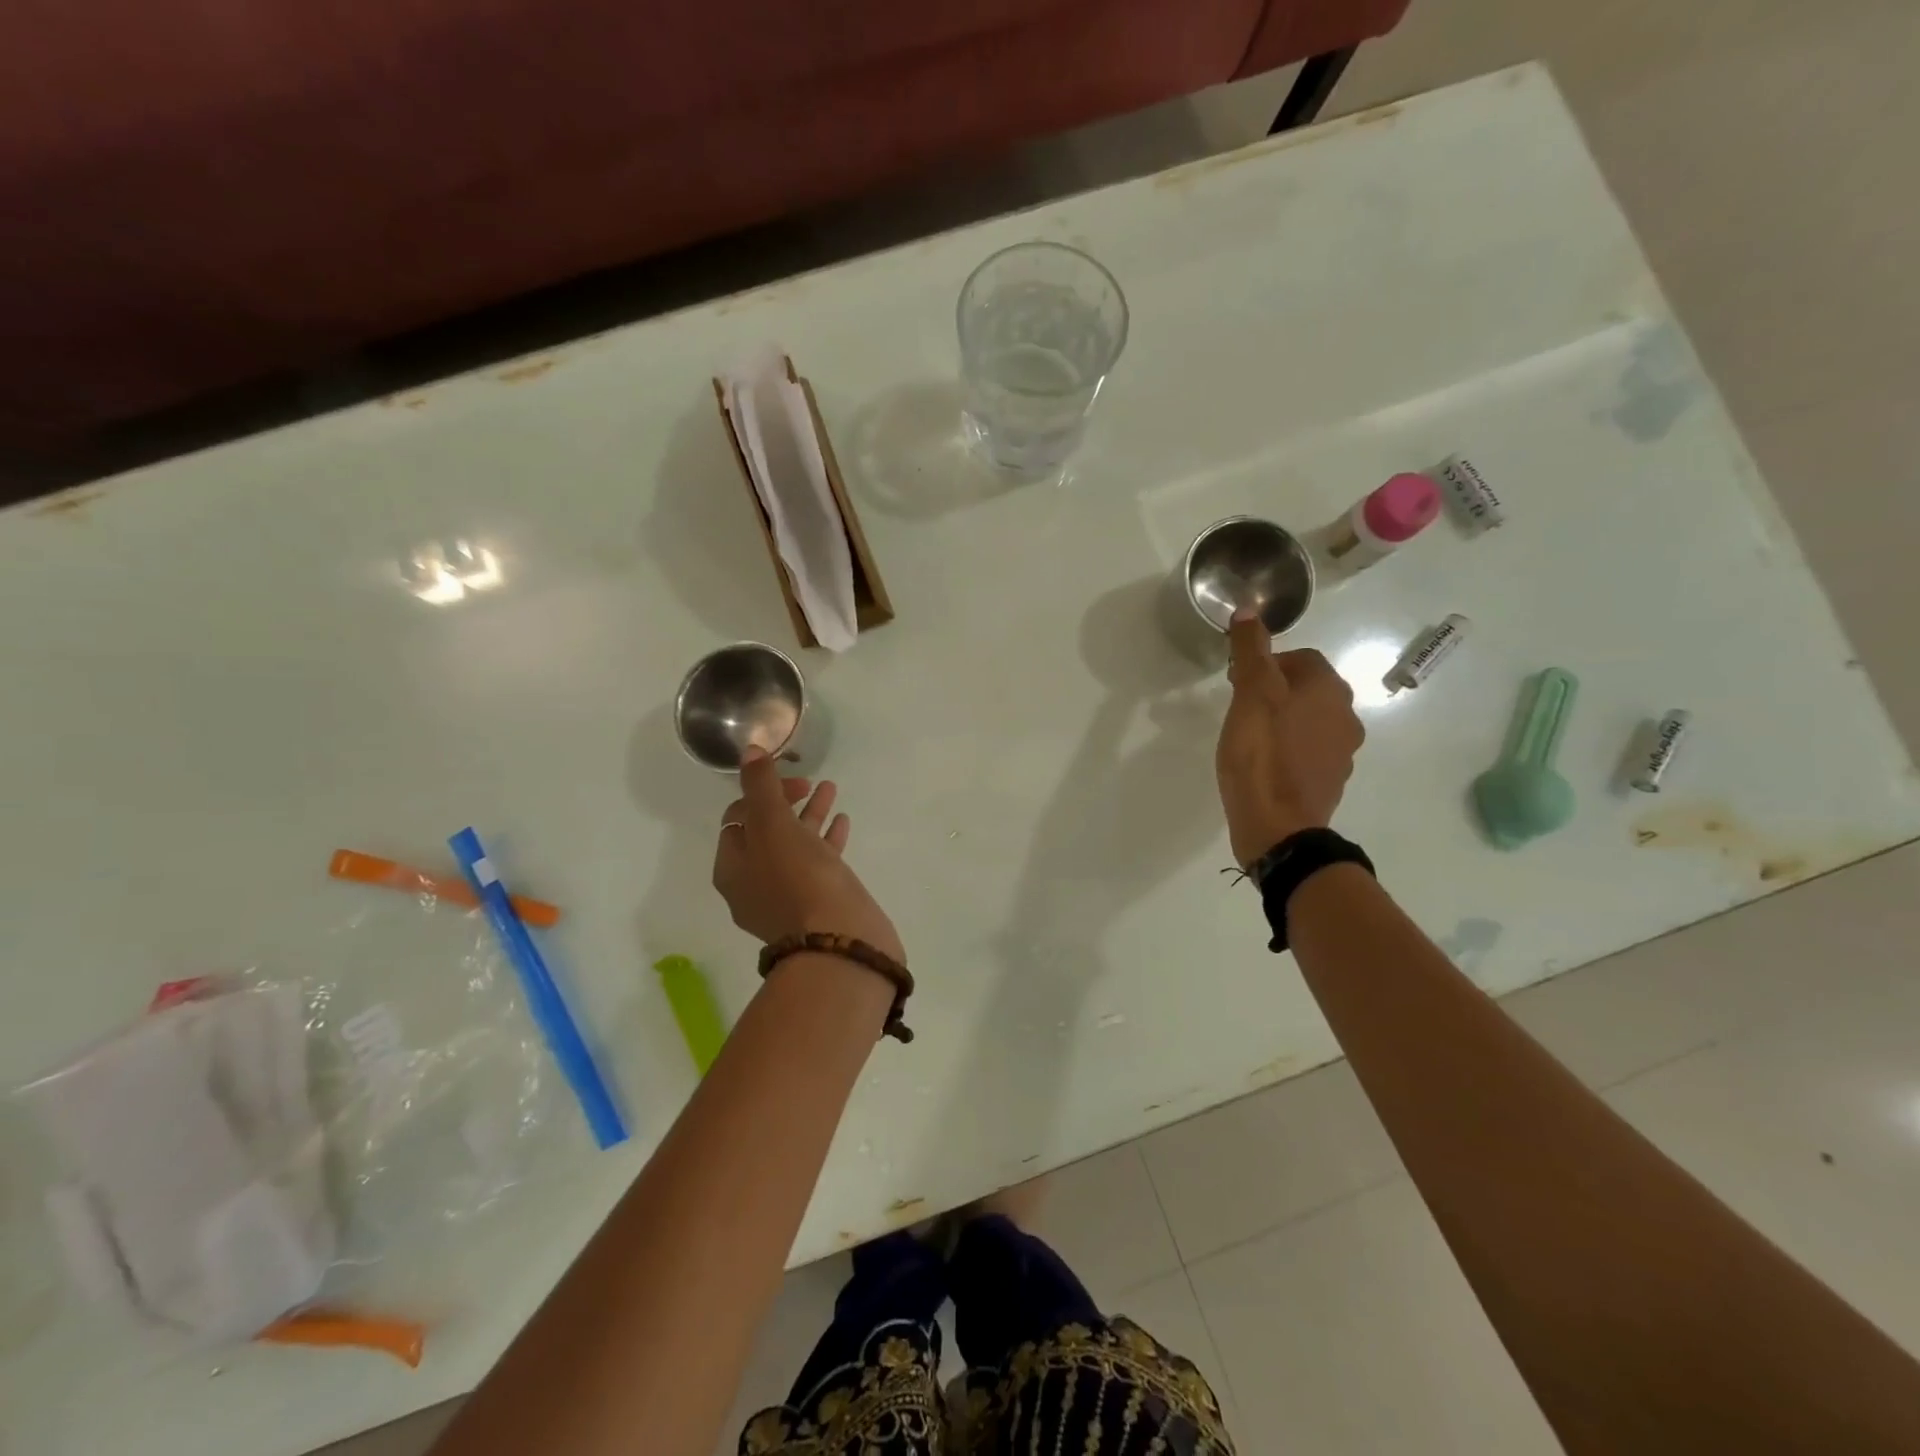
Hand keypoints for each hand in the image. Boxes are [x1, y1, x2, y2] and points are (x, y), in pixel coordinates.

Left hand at [711, 749, 904, 961]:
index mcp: (733, 868)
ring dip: (810, 815)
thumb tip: (749, 750)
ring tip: (831, 790)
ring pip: (796, 845)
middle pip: (767, 831)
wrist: (839, 941)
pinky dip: (828, 839)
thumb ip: (761, 785)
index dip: (760, 790)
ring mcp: (789, 897)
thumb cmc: (798, 879)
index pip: (738, 817)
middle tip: (810, 782)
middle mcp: (755, 884)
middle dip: (786, 801)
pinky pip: (819, 863)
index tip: (790, 778)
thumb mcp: (773, 825)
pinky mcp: (819, 903)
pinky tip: (843, 821)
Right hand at [1216, 612, 1364, 866]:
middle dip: (1275, 691)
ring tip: (1249, 736)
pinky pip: (1309, 752)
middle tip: (1240, 706)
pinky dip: (1288, 750)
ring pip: (1310, 721)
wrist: (1278, 827)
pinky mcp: (1329, 781)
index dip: (1267, 663)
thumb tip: (1249, 610)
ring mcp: (1342, 752)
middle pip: (1308, 689)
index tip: (1238, 681)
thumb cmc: (1261, 754)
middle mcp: (1346, 716)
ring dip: (1284, 720)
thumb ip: (1251, 650)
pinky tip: (1263, 764)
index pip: (1301, 657)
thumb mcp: (1250, 694)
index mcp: (1329, 689)